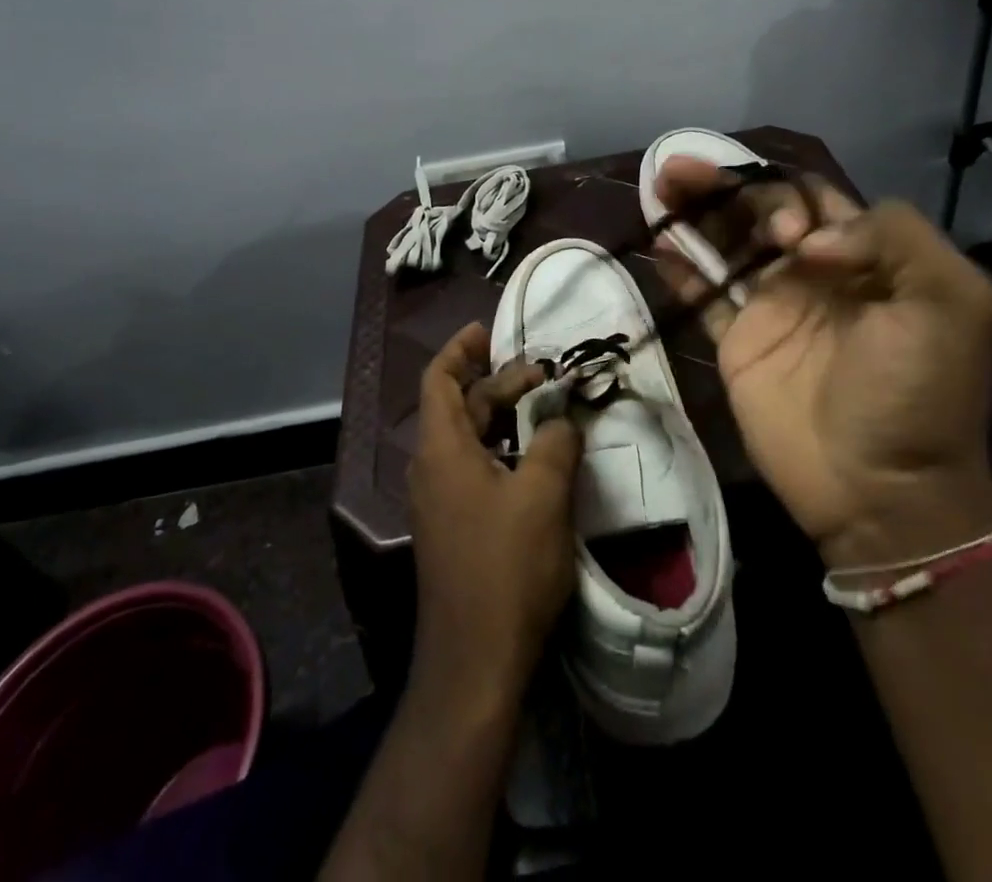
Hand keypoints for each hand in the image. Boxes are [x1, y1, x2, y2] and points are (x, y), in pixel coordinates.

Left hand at [407, 323, 581, 702]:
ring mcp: (439, 501)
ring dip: (501, 418)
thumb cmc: (506, 567)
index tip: (486, 330)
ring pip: (468, 439)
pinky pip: (473, 469)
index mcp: (441, 448)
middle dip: (497, 383)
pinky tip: (535, 460)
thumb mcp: (542, 494)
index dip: (460, 349)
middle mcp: (431, 468)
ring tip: (543, 409)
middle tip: (542, 374)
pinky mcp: (453, 528)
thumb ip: (554, 443)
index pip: (439, 379)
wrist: (475, 662)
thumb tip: (559, 420)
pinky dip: (501, 450)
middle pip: (459, 406)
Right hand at [652, 158, 991, 567]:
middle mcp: (811, 273)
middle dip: (720, 184)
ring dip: (691, 212)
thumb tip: (807, 240)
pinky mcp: (737, 344)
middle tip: (678, 169)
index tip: (784, 234)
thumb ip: (895, 238)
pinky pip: (703, 296)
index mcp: (862, 257)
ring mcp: (770, 309)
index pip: (810, 197)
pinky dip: (680, 268)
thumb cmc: (919, 392)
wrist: (883, 491)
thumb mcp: (951, 302)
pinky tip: (659, 244)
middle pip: (756, 212)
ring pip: (724, 245)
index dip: (785, 195)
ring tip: (658, 187)